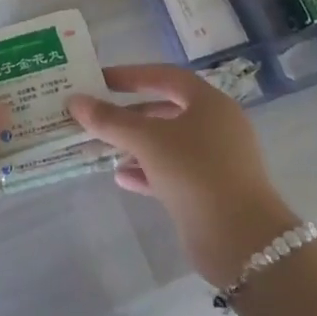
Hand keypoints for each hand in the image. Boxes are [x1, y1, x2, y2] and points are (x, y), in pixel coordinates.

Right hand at [69, 65, 299, 287]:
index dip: (132, 75)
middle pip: (167, 110)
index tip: (101, 80)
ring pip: (168, 143)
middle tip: (98, 114)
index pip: (166, 76)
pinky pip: (173, 172)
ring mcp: (216, 161)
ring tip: (103, 146)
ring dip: (136, 144)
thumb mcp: (147, 140)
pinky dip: (147, 171)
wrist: (241, 240)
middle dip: (131, 113)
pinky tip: (121, 176)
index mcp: (210, 104)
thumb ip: (110, 120)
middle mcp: (217, 127)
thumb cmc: (195, 172)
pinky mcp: (211, 191)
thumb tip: (75, 101)